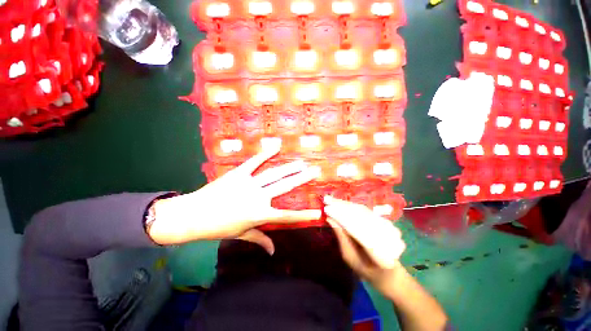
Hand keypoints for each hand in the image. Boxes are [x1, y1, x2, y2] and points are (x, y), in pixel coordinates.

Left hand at [148, 145, 320, 251]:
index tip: (318, 212)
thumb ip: (260, 240)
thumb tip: (273, 252)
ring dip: (289, 168)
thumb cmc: (219, 227)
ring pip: (274, 174)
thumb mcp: (242, 235)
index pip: (287, 216)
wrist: (194, 215)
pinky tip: (274, 147)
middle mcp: (258, 197)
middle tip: (315, 171)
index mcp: (259, 214)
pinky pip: (254, 162)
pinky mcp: (239, 173)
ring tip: (301, 163)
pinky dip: (264, 154)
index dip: (303, 215)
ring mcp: (249, 183)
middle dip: (301, 179)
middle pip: (285, 187)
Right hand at [323, 196, 405, 294]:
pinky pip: (367, 211)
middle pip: (361, 217)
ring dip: (347, 205)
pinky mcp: (387, 222)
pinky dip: (353, 207)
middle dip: (342, 208)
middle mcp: (387, 238)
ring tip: (333, 200)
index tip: (327, 209)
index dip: (341, 218)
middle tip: (327, 201)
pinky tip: (343, 204)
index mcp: (380, 255)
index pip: (357, 230)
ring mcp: (389, 229)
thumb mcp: (350, 259)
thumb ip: (341, 238)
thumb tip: (330, 219)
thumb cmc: (367, 271)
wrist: (390, 273)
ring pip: (364, 212)